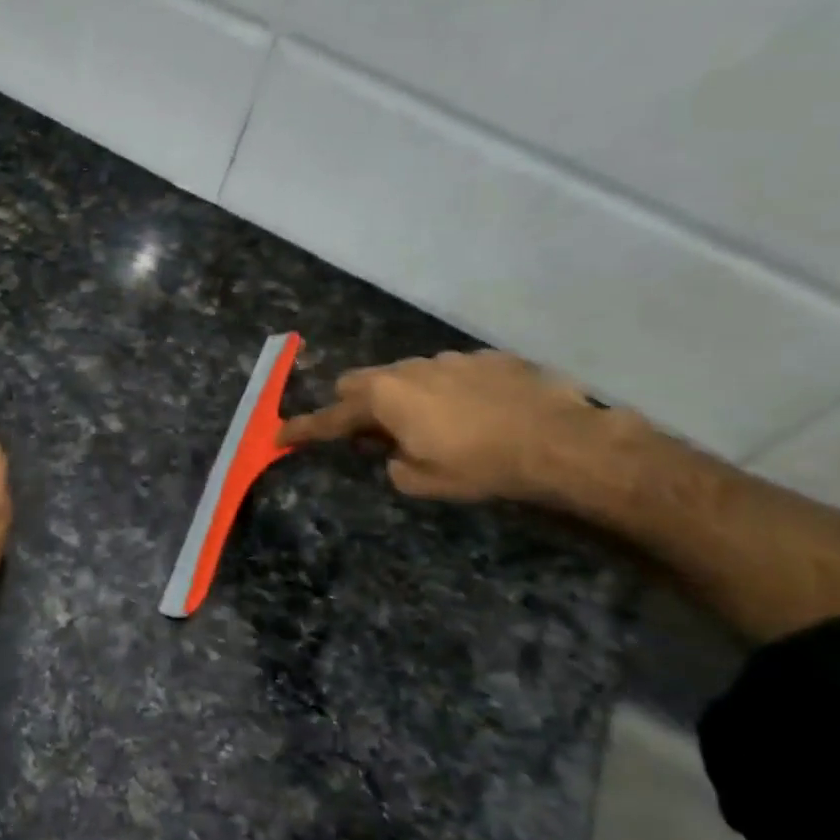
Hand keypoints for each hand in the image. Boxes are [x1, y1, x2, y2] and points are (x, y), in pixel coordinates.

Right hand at [278, 349, 612, 502]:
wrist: (559, 441)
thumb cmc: (481, 466)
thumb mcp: (423, 481)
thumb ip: (392, 463)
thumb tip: (393, 451)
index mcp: (385, 398)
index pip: (330, 417)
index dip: (303, 429)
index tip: (279, 435)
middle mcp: (409, 369)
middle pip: (361, 382)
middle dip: (354, 406)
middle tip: (371, 435)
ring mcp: (449, 358)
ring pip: (406, 375)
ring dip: (403, 398)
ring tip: (433, 426)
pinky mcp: (485, 358)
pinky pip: (449, 373)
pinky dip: (446, 392)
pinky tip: (476, 414)